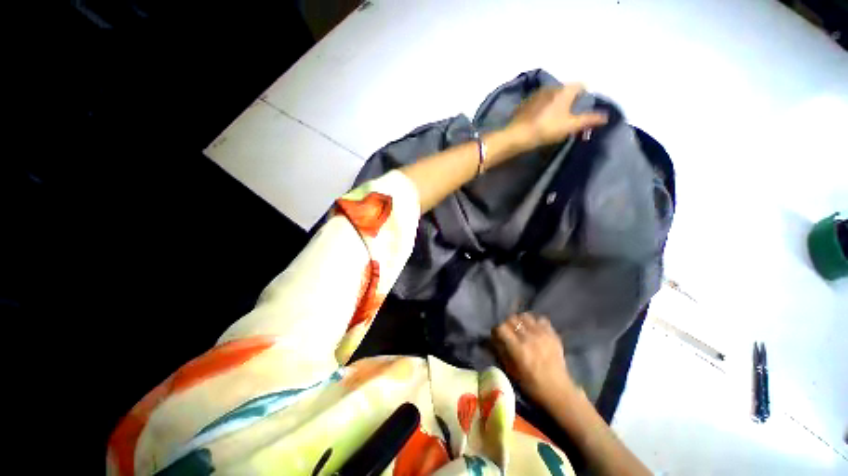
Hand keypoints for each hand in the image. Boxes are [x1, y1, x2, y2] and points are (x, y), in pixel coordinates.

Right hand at [492, 313, 576, 405]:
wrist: (559, 392)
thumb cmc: (532, 385)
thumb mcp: (511, 371)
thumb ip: (501, 352)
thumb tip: (493, 340)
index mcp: (518, 349)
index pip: (501, 327)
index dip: (496, 330)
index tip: (496, 335)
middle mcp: (529, 338)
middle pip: (512, 318)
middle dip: (507, 323)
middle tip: (508, 331)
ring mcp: (542, 335)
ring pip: (525, 316)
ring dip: (520, 320)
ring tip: (521, 328)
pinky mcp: (553, 335)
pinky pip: (541, 319)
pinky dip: (535, 322)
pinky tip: (534, 330)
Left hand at [507, 84, 607, 149]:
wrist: (518, 135)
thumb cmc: (547, 129)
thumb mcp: (571, 126)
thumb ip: (589, 119)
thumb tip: (606, 116)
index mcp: (565, 89)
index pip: (581, 85)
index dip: (584, 95)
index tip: (583, 106)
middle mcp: (551, 86)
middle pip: (565, 90)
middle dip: (569, 99)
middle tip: (569, 113)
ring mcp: (536, 94)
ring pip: (551, 95)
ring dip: (554, 102)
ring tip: (554, 117)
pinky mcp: (524, 103)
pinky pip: (538, 102)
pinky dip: (541, 107)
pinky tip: (539, 118)